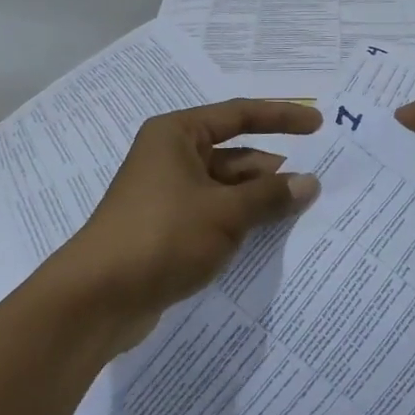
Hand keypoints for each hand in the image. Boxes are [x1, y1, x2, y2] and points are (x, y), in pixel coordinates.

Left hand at [59, 100, 321, 348]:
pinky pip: (213, 215)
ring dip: (258, 200)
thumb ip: (270, 195)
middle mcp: (171, 156)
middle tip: (316, 185)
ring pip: (225, 188)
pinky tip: (268, 237)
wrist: (96, 299)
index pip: (239, 115)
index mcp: (178, 134)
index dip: (282, 117)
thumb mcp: (225, 213)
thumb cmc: (163, 236)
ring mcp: (167, 194)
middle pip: (234, 154)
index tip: (318, 124)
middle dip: (272, 170)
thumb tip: (310, 183)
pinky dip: (240, 222)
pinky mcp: (166, 229)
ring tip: (301, 213)